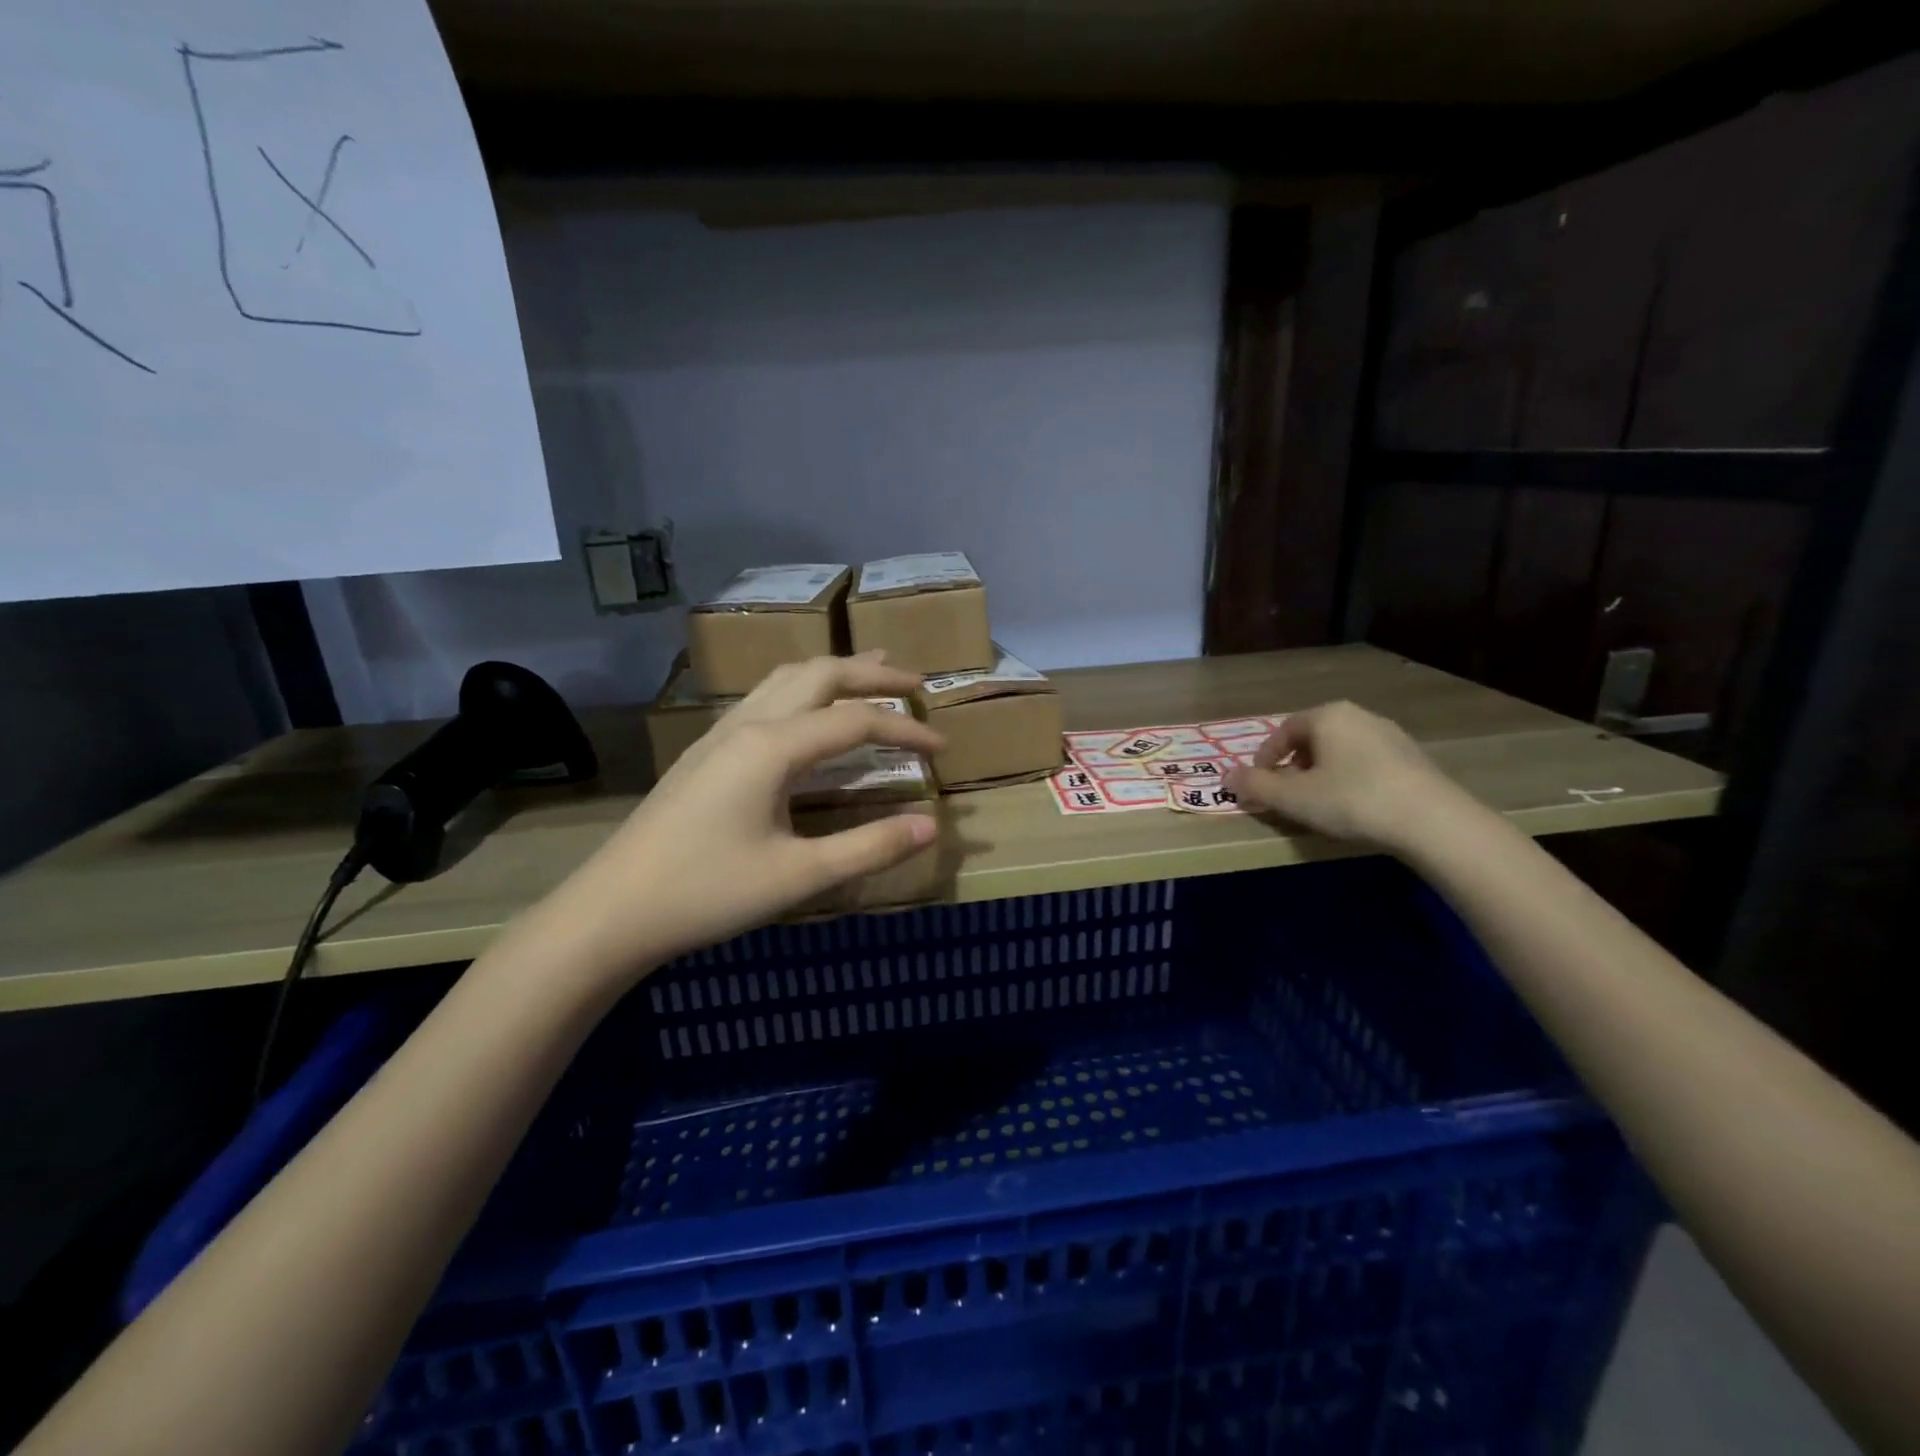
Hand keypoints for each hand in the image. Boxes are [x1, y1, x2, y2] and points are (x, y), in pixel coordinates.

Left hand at [540, 654, 943, 981]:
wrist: (611, 910)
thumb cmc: (707, 893)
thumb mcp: (798, 876)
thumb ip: (868, 847)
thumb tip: (930, 825)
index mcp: (772, 747)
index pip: (855, 721)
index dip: (905, 730)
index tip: (942, 750)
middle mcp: (747, 726)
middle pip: (819, 676)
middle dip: (872, 674)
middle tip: (916, 683)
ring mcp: (720, 735)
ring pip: (785, 680)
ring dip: (833, 672)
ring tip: (869, 672)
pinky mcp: (705, 753)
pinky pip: (765, 699)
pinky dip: (803, 690)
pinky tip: (807, 712)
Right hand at [1225, 700, 1478, 854]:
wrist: (1432, 821)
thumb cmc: (1352, 800)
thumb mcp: (1293, 798)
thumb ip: (1256, 786)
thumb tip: (1226, 776)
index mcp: (1327, 716)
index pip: (1283, 731)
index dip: (1264, 759)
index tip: (1259, 785)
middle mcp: (1358, 715)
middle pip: (1312, 739)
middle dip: (1293, 767)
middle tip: (1286, 796)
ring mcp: (1390, 735)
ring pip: (1340, 751)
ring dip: (1322, 774)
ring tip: (1318, 804)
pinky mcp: (1413, 758)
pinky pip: (1367, 763)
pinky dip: (1350, 779)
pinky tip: (1354, 806)